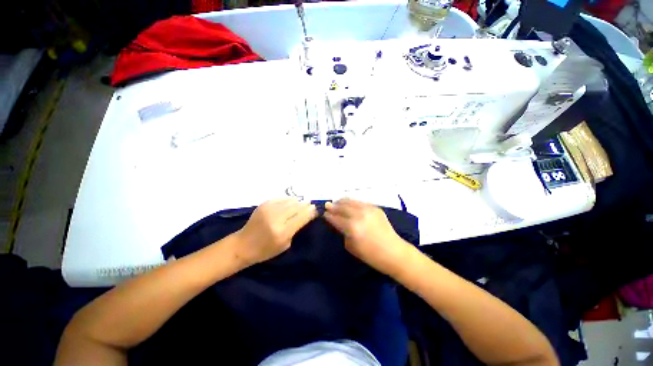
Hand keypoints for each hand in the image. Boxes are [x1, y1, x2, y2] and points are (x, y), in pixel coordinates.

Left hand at [234, 199, 317, 265]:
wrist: (243, 245)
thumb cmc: (266, 250)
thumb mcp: (285, 244)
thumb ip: (296, 228)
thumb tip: (306, 214)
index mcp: (282, 231)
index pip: (302, 217)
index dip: (311, 211)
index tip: (316, 209)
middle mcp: (276, 218)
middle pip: (297, 206)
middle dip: (306, 205)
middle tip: (311, 205)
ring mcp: (269, 209)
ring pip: (290, 200)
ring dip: (298, 202)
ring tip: (302, 203)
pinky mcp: (263, 204)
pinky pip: (281, 198)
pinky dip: (288, 200)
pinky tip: (291, 202)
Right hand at [324, 198, 413, 276]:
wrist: (394, 252)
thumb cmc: (371, 255)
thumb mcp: (351, 247)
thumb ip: (343, 232)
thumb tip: (338, 223)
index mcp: (352, 227)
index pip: (336, 218)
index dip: (328, 215)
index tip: (323, 213)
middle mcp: (359, 215)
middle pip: (342, 207)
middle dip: (333, 206)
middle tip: (327, 205)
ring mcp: (368, 210)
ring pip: (351, 201)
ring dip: (342, 201)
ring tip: (336, 202)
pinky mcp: (375, 208)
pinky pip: (360, 202)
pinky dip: (352, 202)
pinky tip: (349, 204)